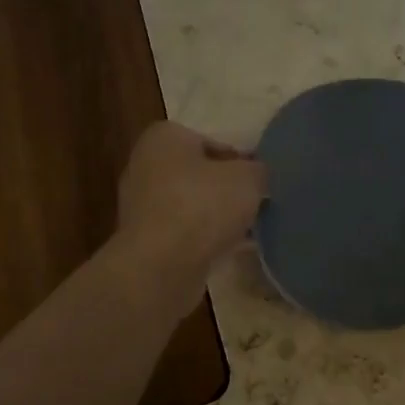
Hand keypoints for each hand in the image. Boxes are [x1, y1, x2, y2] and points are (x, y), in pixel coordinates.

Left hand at [115, 121, 266, 286]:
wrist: (161, 267)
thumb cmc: (202, 207)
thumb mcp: (248, 179)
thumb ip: (258, 170)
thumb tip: (258, 174)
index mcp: (164, 138)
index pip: (213, 142)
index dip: (241, 160)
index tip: (261, 180)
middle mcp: (146, 166)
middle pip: (201, 175)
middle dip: (228, 189)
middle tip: (259, 203)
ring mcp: (142, 206)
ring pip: (193, 205)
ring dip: (218, 216)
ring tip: (250, 229)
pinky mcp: (147, 241)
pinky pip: (185, 233)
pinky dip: (206, 239)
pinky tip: (232, 250)